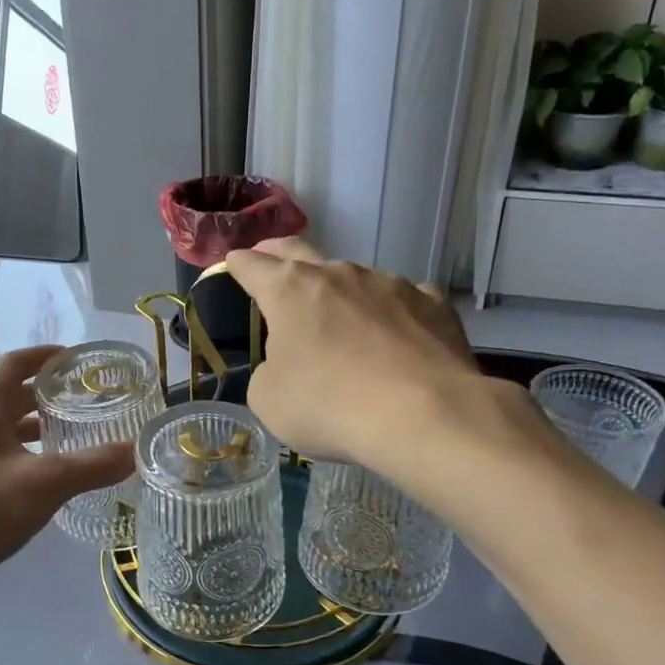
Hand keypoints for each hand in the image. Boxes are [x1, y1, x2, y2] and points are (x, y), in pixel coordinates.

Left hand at [0, 345, 135, 599]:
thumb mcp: (45, 483)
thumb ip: (93, 465)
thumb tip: (136, 451)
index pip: (15, 363)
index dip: (46, 357)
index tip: (79, 360)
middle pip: (11, 395)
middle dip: (49, 394)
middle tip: (89, 399)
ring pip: (6, 428)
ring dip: (39, 427)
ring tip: (77, 434)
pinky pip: (2, 455)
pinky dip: (28, 455)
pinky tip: (52, 476)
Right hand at [225, 238, 534, 473]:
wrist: (422, 414)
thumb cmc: (328, 405)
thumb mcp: (269, 399)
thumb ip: (269, 370)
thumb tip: (288, 363)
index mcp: (289, 290)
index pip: (251, 265)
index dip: (237, 264)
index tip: (232, 263)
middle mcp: (338, 274)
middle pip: (298, 250)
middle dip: (278, 253)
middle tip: (269, 257)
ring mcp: (389, 283)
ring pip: (354, 278)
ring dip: (339, 293)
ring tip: (341, 321)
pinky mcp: (432, 302)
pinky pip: (402, 300)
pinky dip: (389, 314)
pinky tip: (396, 338)